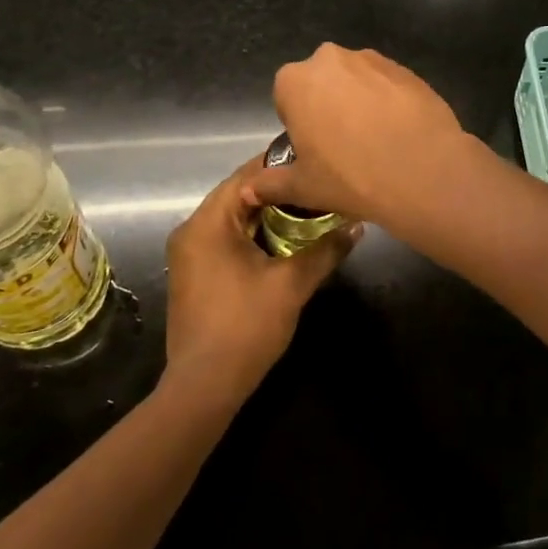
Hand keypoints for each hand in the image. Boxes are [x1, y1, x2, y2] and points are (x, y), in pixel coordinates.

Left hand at [164, 158, 359, 398]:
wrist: (205, 386)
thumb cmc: (246, 326)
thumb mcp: (292, 283)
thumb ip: (326, 249)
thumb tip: (358, 226)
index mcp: (207, 224)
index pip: (245, 177)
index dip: (281, 167)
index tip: (315, 162)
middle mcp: (191, 232)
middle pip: (238, 196)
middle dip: (279, 192)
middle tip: (318, 186)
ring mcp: (189, 255)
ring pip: (234, 219)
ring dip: (268, 214)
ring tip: (310, 209)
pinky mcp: (195, 274)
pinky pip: (227, 239)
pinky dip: (255, 234)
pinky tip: (286, 240)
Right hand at [244, 44, 473, 228]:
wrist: (422, 171)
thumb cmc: (350, 177)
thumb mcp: (303, 187)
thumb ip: (270, 184)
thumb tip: (248, 191)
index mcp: (296, 81)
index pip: (287, 97)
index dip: (300, 124)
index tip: (315, 149)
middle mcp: (331, 59)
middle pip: (322, 82)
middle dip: (329, 106)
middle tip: (344, 145)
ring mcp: (373, 59)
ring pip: (357, 80)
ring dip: (360, 101)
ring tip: (376, 140)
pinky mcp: (407, 69)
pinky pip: (389, 84)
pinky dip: (390, 102)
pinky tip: (400, 132)